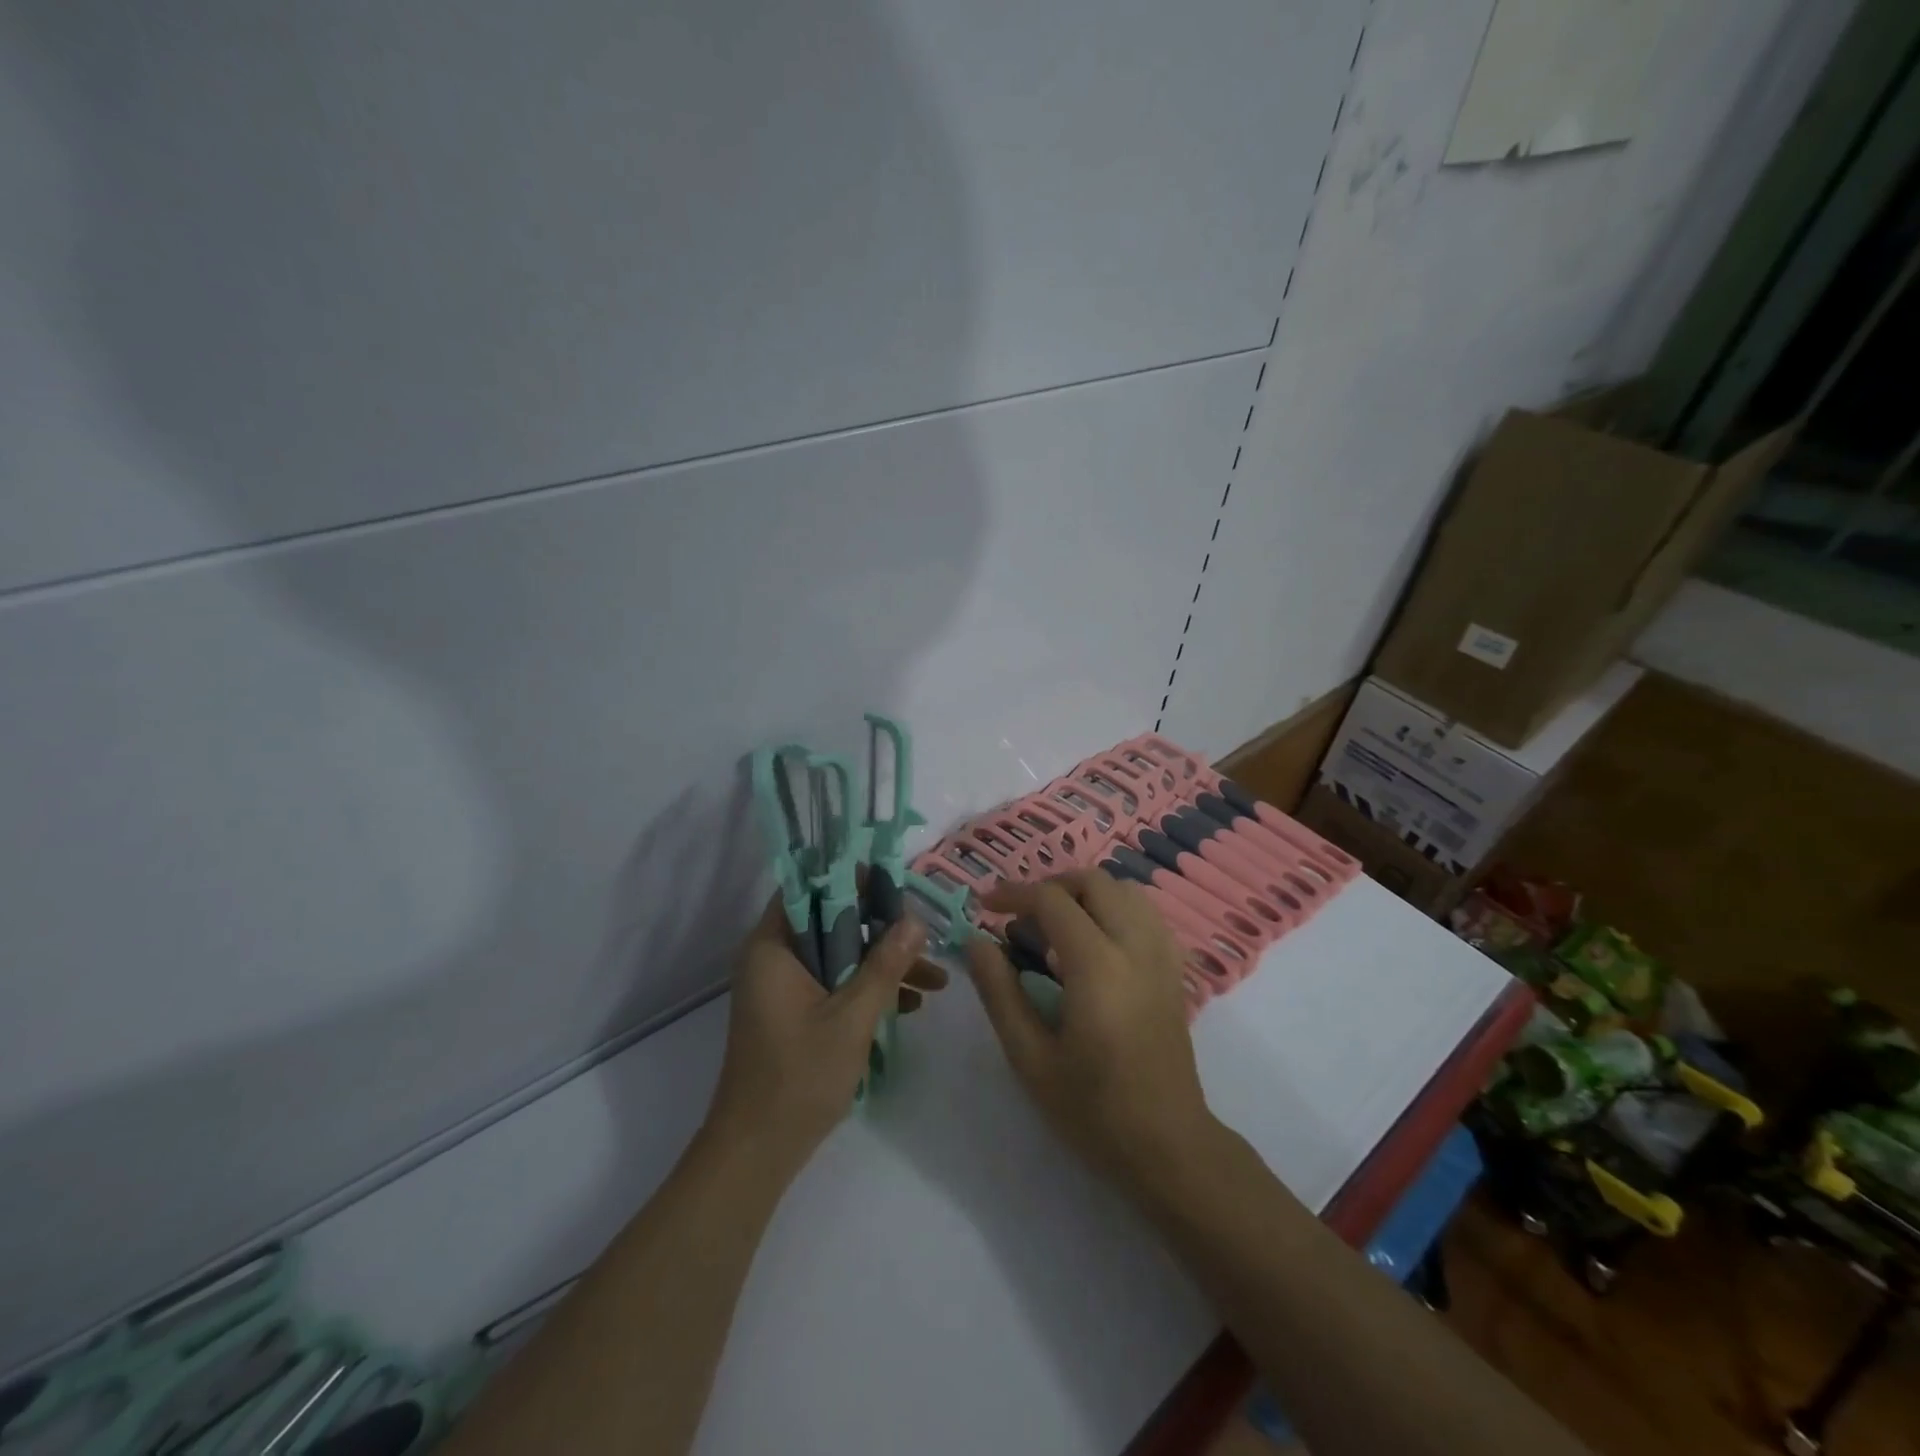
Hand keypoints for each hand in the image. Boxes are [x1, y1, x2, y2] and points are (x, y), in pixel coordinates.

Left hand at [704, 897, 946, 1177]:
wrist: (757, 1152)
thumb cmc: (798, 1076)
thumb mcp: (852, 1017)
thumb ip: (885, 966)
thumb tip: (915, 921)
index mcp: (773, 947)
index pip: (809, 889)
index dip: (851, 881)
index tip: (894, 886)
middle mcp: (773, 958)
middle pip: (831, 922)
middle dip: (881, 930)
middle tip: (924, 934)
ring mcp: (783, 988)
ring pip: (839, 956)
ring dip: (883, 965)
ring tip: (935, 980)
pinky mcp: (794, 1013)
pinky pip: (835, 984)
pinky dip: (867, 990)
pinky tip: (911, 1006)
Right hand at [965, 870, 1216, 1190]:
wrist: (1168, 1147)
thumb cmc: (1092, 1109)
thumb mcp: (1030, 1057)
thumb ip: (1000, 992)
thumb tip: (976, 942)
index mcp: (1097, 966)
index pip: (1052, 901)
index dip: (1013, 894)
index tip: (985, 906)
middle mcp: (1135, 947)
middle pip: (1094, 881)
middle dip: (1051, 886)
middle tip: (1020, 915)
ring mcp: (1162, 956)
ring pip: (1125, 890)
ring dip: (1086, 894)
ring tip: (1056, 925)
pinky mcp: (1175, 971)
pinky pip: (1146, 914)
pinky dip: (1115, 909)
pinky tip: (1095, 943)